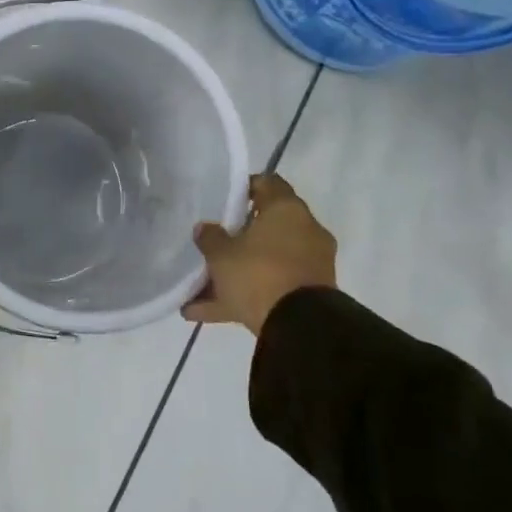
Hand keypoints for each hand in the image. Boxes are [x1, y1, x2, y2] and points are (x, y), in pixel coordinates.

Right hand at [183, 173, 336, 333]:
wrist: (300, 327)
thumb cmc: (258, 274)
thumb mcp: (221, 255)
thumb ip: (210, 238)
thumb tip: (205, 228)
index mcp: (287, 210)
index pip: (268, 183)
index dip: (245, 187)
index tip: (224, 199)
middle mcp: (305, 231)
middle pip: (266, 226)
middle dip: (239, 237)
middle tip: (214, 242)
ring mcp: (310, 264)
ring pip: (267, 261)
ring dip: (238, 272)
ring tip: (201, 288)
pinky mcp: (309, 294)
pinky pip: (271, 288)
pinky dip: (245, 296)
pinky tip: (206, 312)